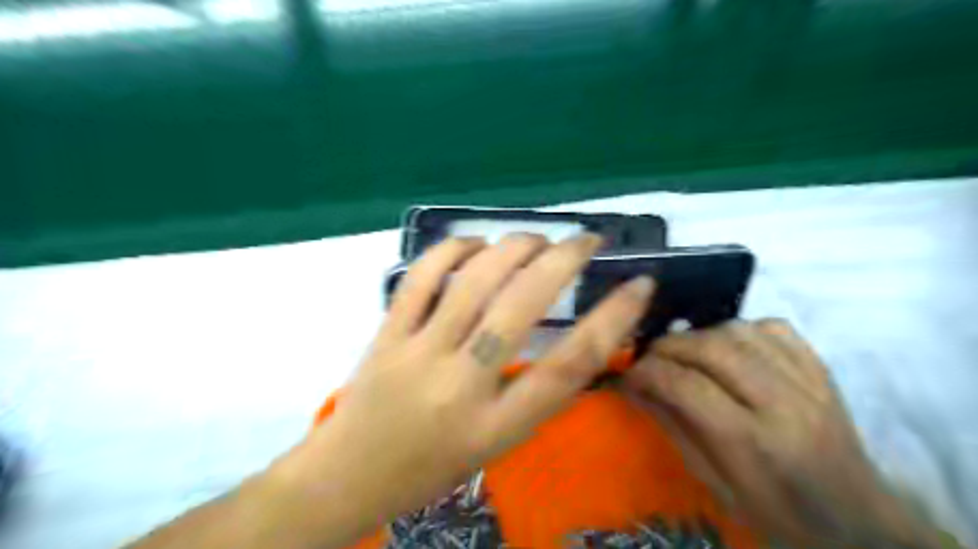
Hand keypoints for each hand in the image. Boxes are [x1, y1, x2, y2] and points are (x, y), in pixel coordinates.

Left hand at [279, 235, 651, 545]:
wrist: (349, 477)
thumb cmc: (430, 468)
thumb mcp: (496, 444)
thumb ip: (531, 393)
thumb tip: (569, 336)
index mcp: (497, 426)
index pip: (569, 365)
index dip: (612, 320)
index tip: (638, 285)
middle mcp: (461, 385)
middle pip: (520, 307)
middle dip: (562, 261)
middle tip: (585, 240)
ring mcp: (418, 354)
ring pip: (473, 282)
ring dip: (512, 247)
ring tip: (536, 238)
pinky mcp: (387, 334)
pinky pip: (420, 279)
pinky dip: (451, 250)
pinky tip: (474, 243)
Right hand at [622, 319, 944, 546]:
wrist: (857, 520)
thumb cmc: (776, 511)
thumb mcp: (715, 482)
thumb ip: (673, 427)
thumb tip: (633, 387)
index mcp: (754, 442)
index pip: (687, 386)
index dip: (648, 372)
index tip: (628, 373)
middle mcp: (783, 402)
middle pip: (711, 349)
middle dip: (668, 346)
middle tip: (649, 357)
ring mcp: (808, 379)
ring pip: (738, 330)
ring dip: (699, 335)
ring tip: (684, 352)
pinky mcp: (821, 367)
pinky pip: (771, 326)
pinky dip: (739, 328)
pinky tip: (728, 346)